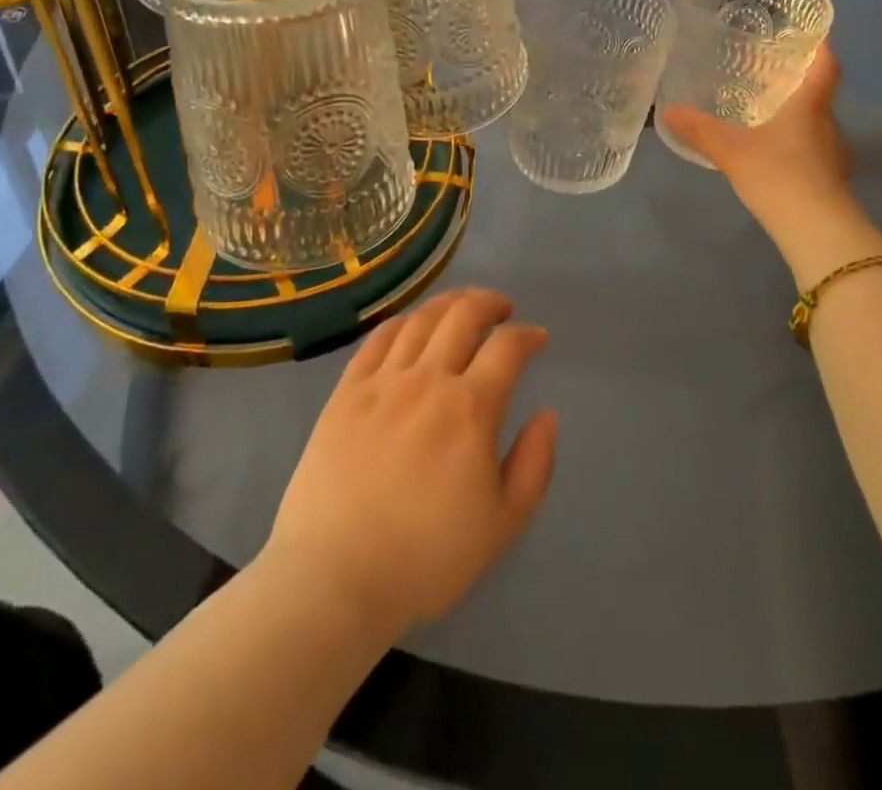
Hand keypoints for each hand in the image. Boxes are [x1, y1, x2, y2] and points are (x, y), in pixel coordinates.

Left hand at [264, 289, 557, 638]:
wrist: (334, 578)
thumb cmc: (426, 558)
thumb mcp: (503, 524)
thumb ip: (534, 464)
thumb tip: (546, 415)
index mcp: (471, 408)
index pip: (507, 347)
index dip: (527, 335)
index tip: (537, 339)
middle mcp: (428, 379)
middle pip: (463, 316)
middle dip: (489, 303)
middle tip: (502, 309)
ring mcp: (382, 381)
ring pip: (421, 320)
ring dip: (449, 304)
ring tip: (461, 306)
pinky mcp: (346, 392)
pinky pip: (377, 339)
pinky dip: (402, 322)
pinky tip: (410, 326)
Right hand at [661, 45, 854, 231]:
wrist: (817, 231)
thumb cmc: (778, 176)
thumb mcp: (730, 151)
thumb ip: (699, 130)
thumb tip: (667, 110)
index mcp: (810, 106)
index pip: (826, 66)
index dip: (821, 47)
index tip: (810, 35)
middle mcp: (829, 125)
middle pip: (819, 96)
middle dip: (798, 85)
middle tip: (769, 77)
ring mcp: (835, 156)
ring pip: (817, 126)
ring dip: (797, 119)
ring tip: (767, 117)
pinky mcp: (833, 182)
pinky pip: (815, 153)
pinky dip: (798, 148)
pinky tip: (776, 158)